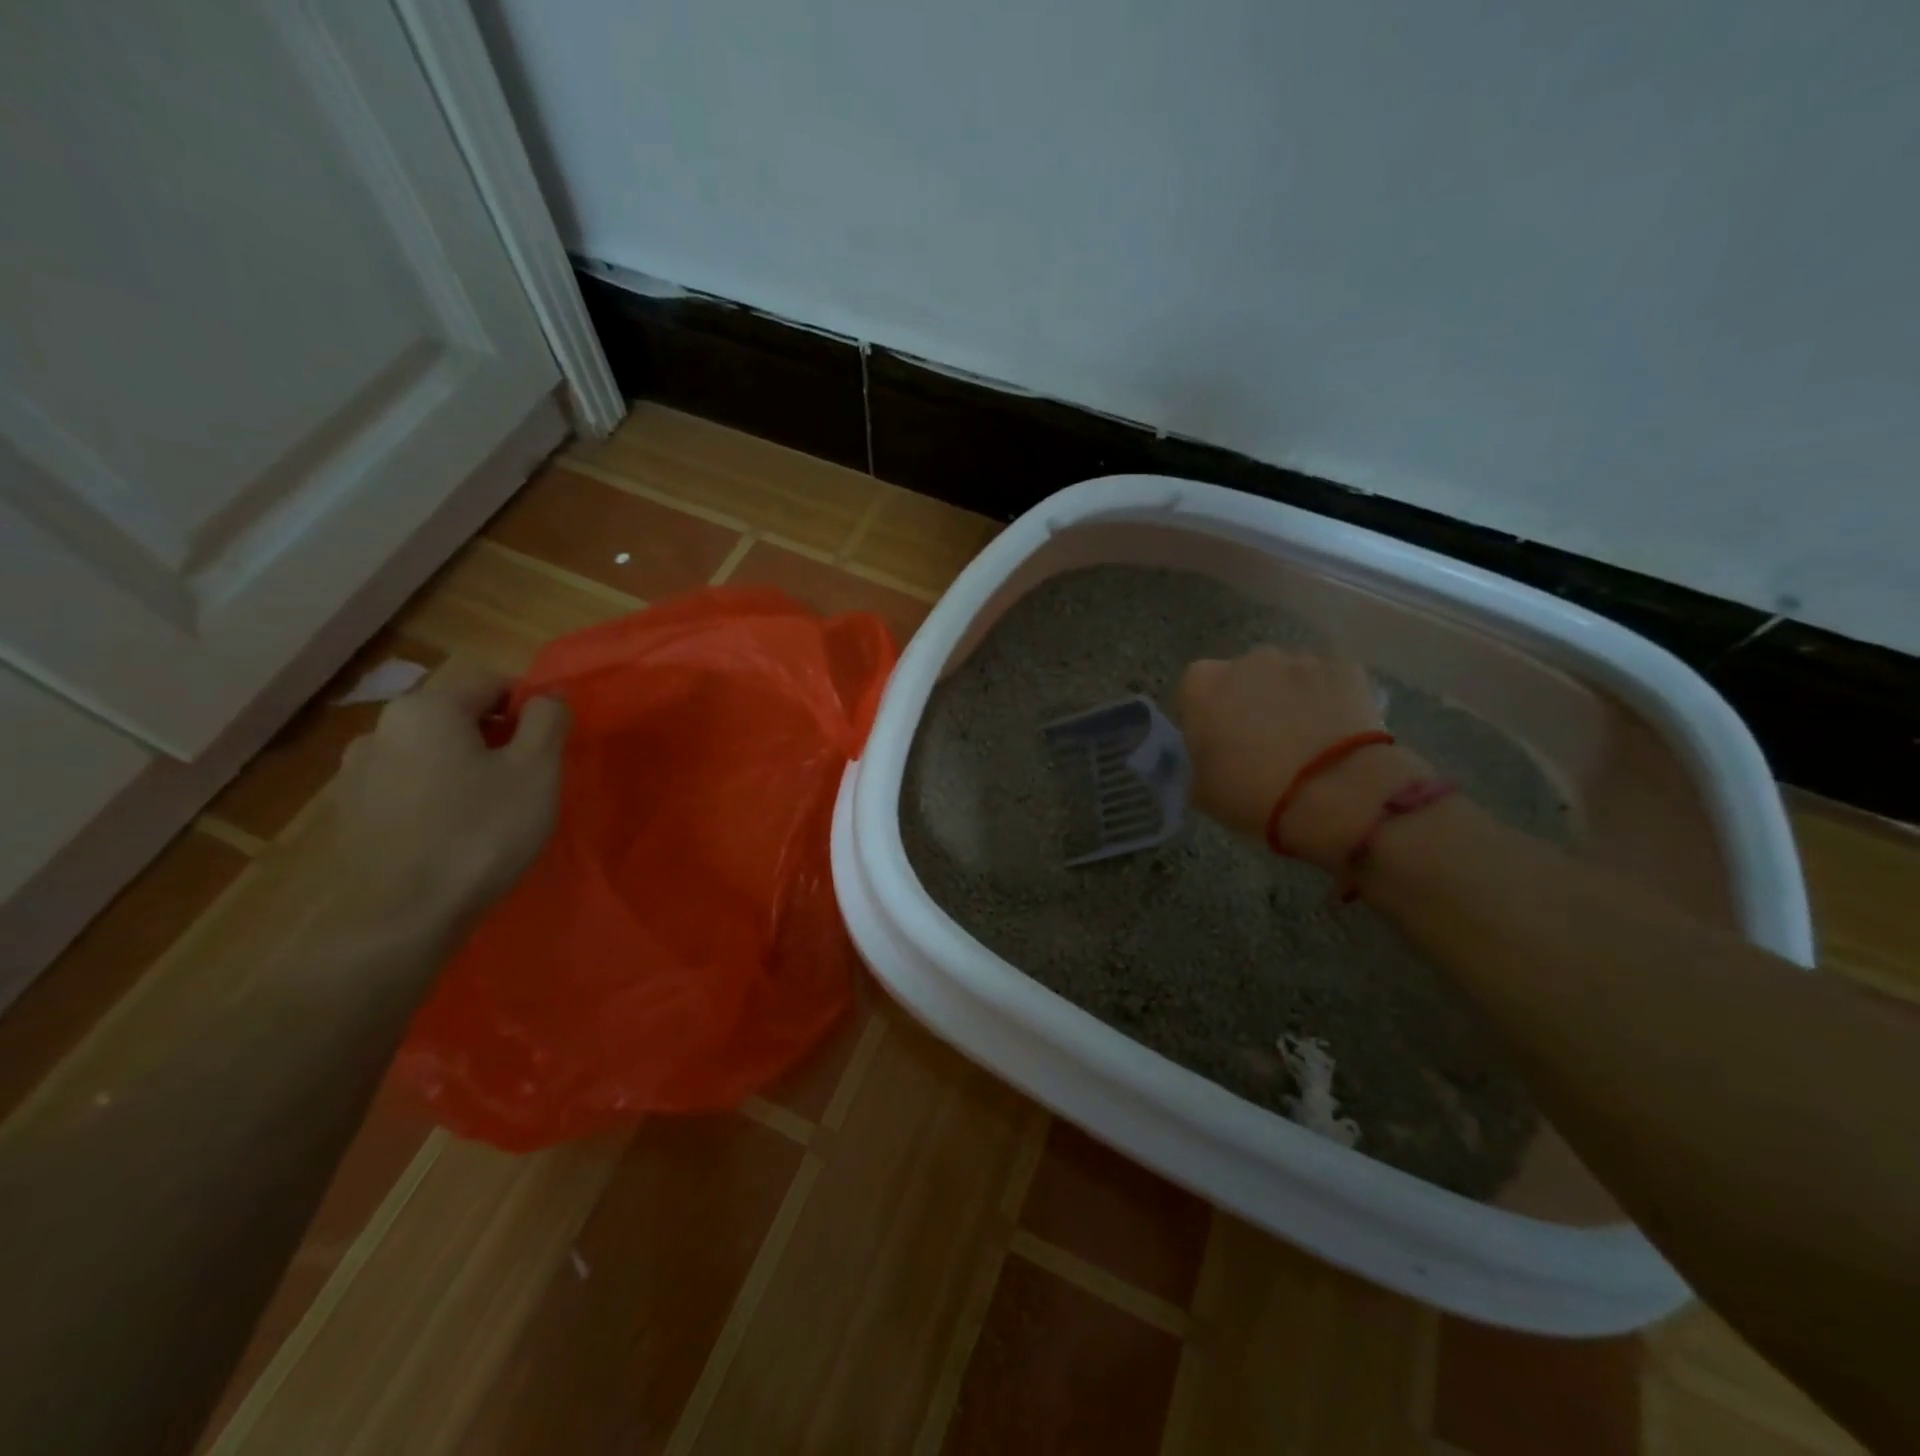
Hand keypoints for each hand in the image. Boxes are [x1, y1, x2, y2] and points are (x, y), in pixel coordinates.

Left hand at [324, 659, 569, 933]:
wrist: (399, 918)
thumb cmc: (481, 833)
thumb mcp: (537, 770)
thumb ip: (548, 720)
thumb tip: (548, 695)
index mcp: (427, 708)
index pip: (490, 680)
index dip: (528, 704)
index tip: (549, 744)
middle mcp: (380, 727)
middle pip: (456, 714)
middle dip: (495, 736)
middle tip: (527, 778)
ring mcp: (356, 772)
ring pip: (429, 751)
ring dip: (463, 765)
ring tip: (490, 808)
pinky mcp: (349, 813)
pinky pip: (406, 785)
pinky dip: (435, 794)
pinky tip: (452, 831)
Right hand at [1178, 647, 1427, 866]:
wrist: (1337, 795)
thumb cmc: (1254, 795)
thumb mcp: (1202, 790)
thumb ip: (1199, 760)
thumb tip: (1210, 755)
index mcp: (1202, 687)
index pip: (1193, 691)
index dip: (1204, 716)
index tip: (1216, 742)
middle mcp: (1247, 661)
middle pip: (1241, 676)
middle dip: (1248, 700)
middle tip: (1261, 741)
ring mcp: (1299, 660)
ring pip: (1287, 676)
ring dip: (1289, 697)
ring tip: (1305, 738)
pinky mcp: (1346, 667)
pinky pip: (1328, 681)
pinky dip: (1328, 699)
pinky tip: (1336, 732)